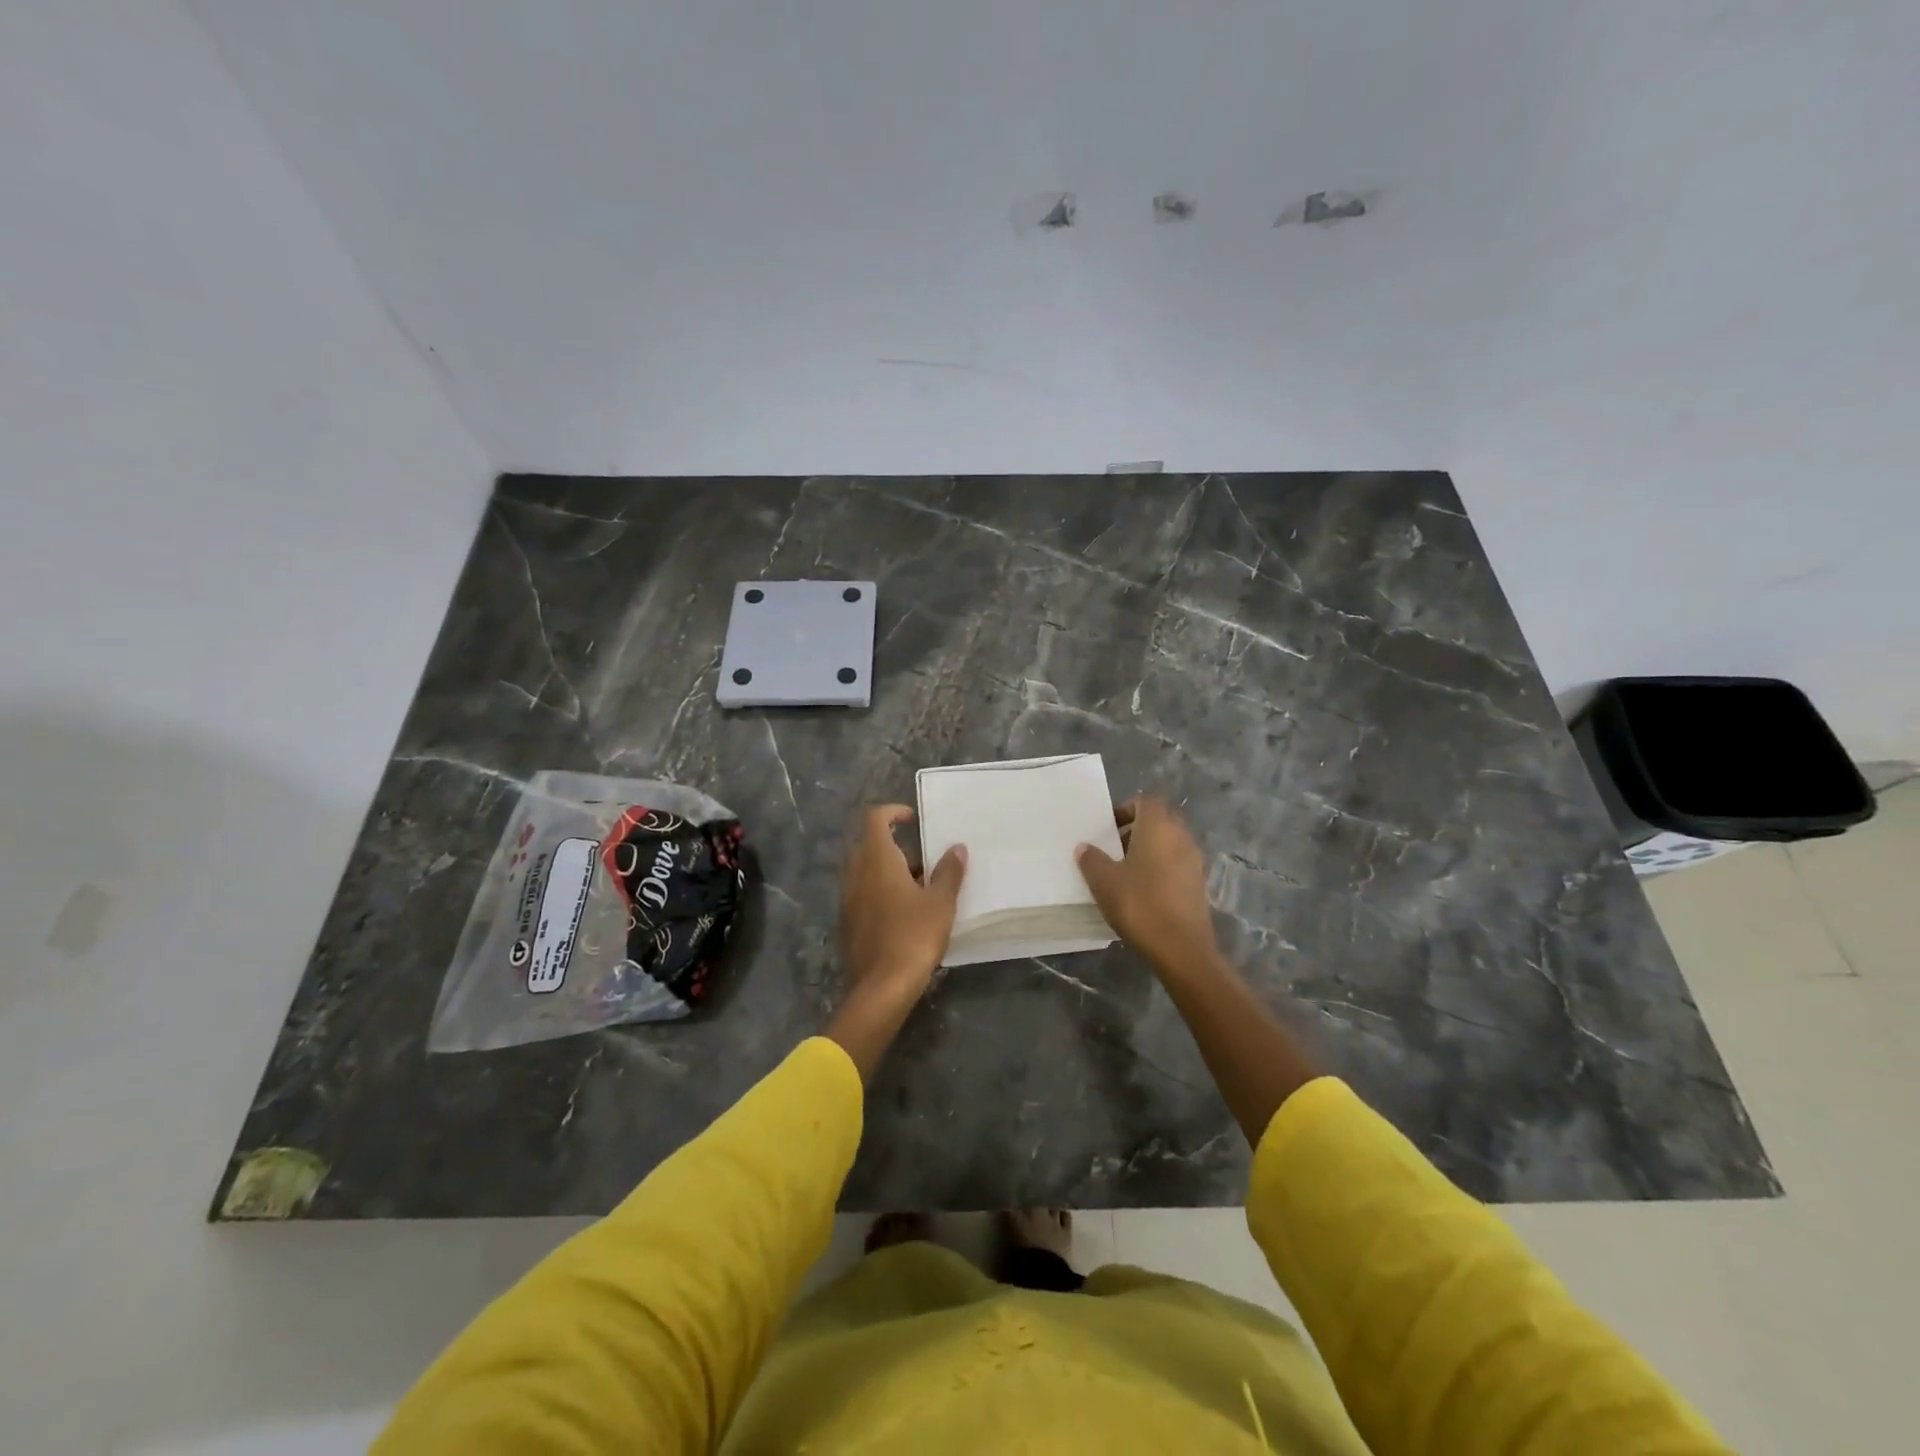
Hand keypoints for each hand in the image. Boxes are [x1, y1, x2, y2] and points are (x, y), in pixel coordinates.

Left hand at [838, 804, 967, 1009]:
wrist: (881, 987)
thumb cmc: (913, 936)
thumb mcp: (940, 903)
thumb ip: (949, 872)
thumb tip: (957, 848)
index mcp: (877, 860)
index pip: (874, 819)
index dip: (892, 812)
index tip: (913, 819)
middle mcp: (856, 873)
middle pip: (868, 844)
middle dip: (894, 844)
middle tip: (922, 857)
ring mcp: (847, 898)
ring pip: (864, 870)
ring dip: (887, 869)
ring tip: (918, 886)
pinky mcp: (847, 921)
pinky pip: (862, 892)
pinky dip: (879, 890)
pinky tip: (903, 911)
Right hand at [1075, 796, 1220, 979]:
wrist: (1181, 948)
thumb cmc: (1140, 904)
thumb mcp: (1104, 881)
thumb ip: (1092, 859)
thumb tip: (1084, 847)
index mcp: (1158, 827)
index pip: (1146, 801)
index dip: (1126, 808)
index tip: (1108, 827)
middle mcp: (1181, 837)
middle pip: (1160, 820)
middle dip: (1137, 828)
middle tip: (1114, 847)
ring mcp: (1194, 861)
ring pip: (1170, 842)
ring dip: (1149, 849)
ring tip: (1125, 871)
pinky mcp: (1199, 884)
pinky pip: (1177, 863)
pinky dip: (1161, 868)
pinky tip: (1143, 891)